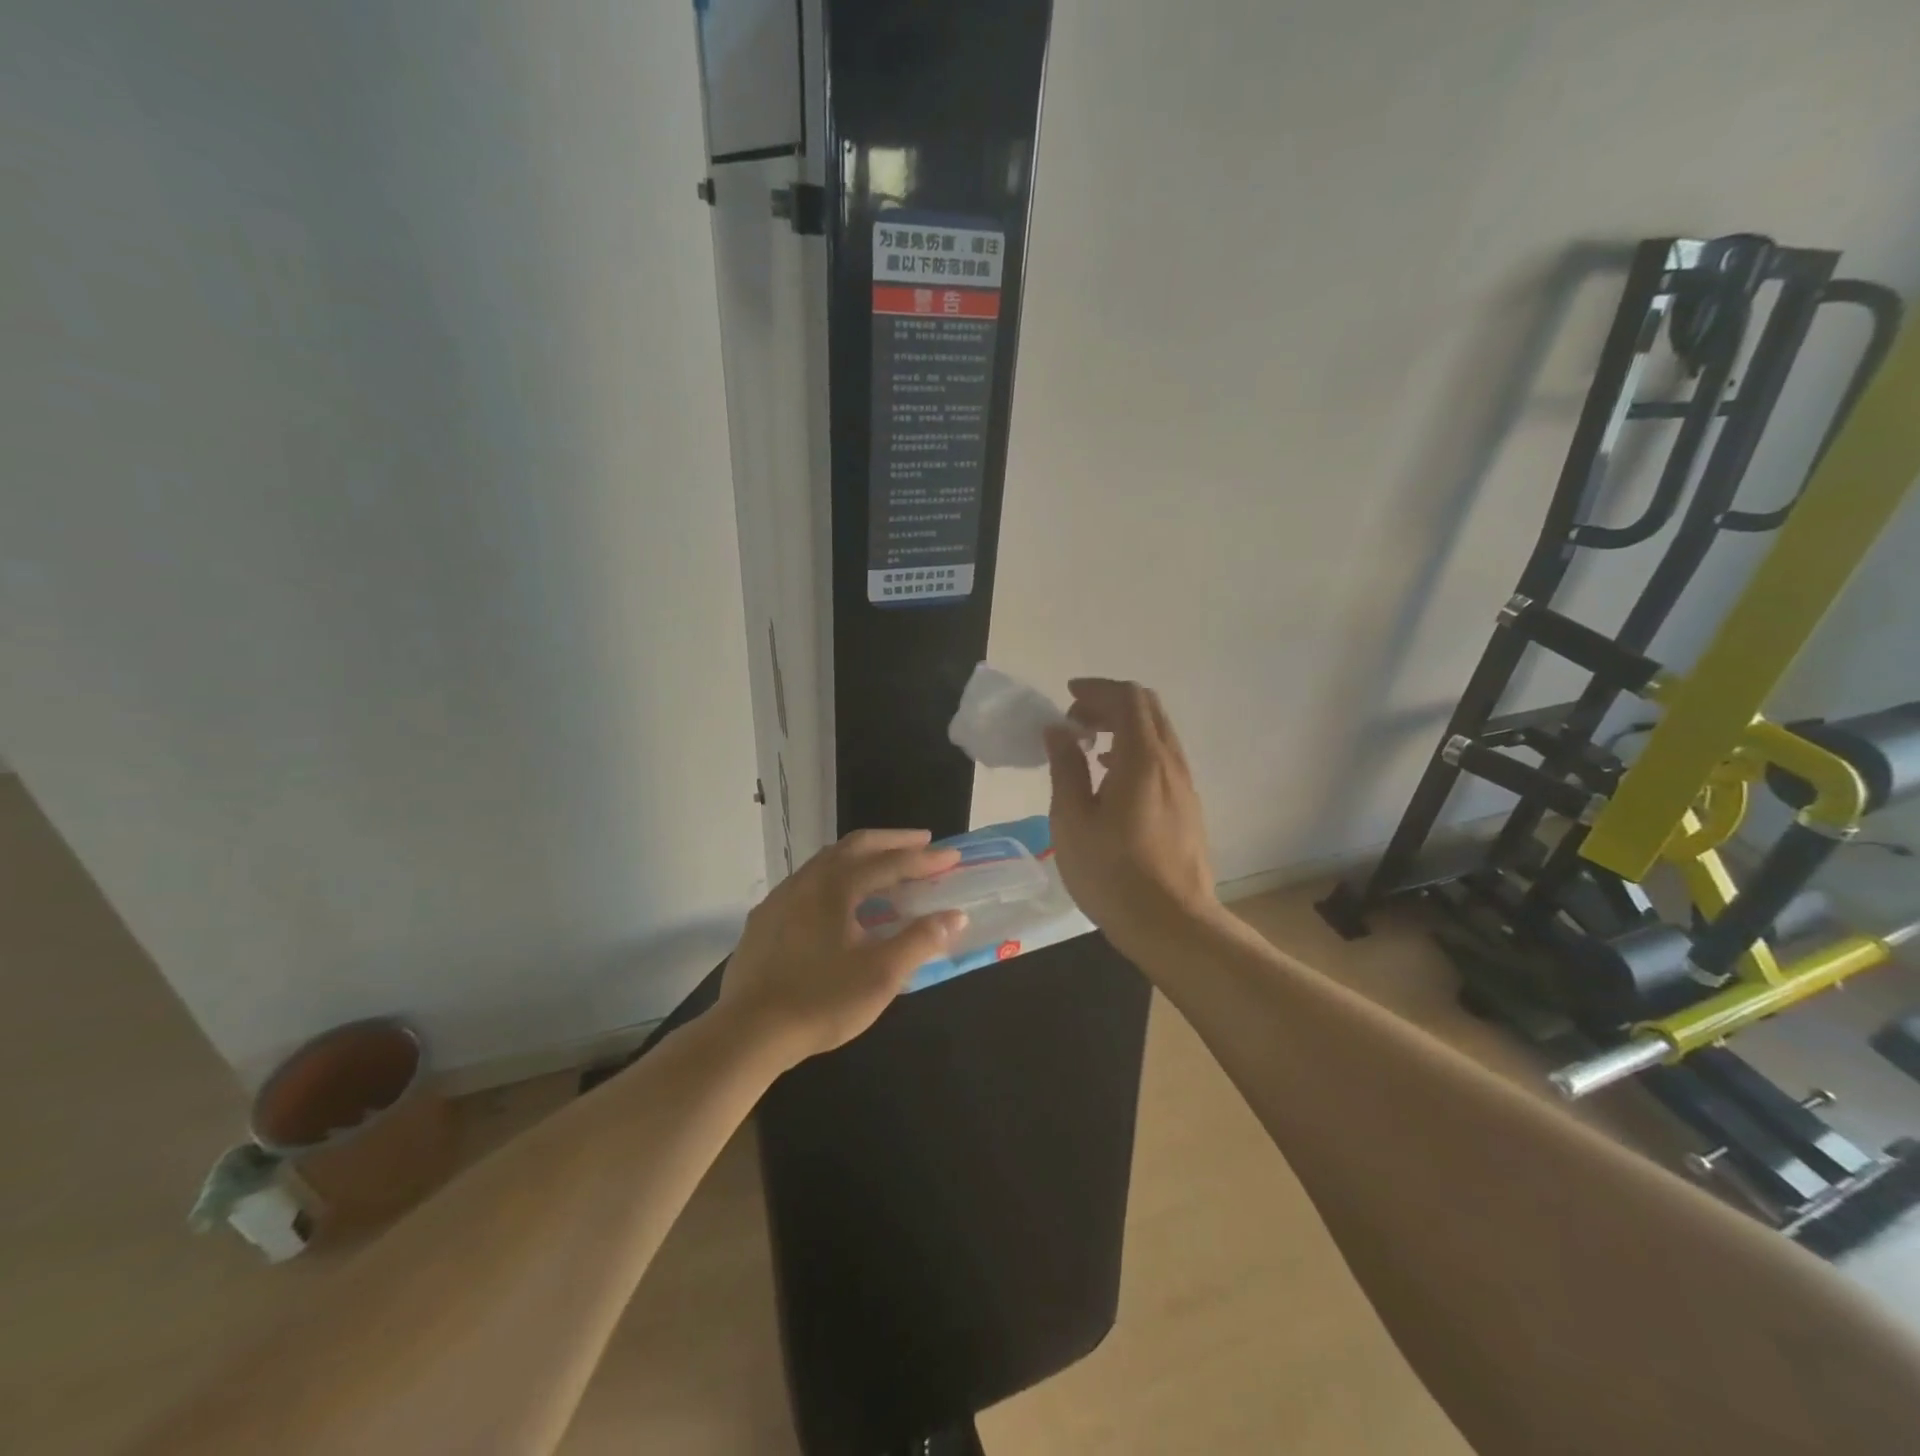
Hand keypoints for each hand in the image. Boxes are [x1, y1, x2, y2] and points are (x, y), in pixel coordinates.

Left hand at [716, 829, 966, 1069]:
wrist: (748, 1033)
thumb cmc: (822, 1001)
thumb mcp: (881, 974)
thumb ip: (920, 940)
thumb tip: (955, 916)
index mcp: (837, 885)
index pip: (890, 863)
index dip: (924, 859)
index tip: (952, 856)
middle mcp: (807, 879)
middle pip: (855, 846)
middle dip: (892, 841)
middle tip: (922, 842)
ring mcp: (781, 897)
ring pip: (827, 860)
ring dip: (861, 856)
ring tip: (885, 865)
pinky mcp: (764, 919)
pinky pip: (808, 882)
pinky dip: (836, 877)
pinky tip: (839, 901)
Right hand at [1044, 678, 1222, 957]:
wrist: (1172, 925)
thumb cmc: (1112, 873)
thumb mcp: (1072, 820)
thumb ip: (1066, 768)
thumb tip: (1059, 730)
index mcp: (1142, 759)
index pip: (1127, 698)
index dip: (1096, 689)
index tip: (1067, 697)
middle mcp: (1171, 763)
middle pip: (1148, 709)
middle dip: (1109, 703)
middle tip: (1075, 720)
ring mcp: (1185, 786)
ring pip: (1158, 734)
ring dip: (1123, 727)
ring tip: (1088, 747)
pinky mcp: (1188, 808)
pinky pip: (1163, 759)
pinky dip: (1136, 750)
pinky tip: (1112, 778)